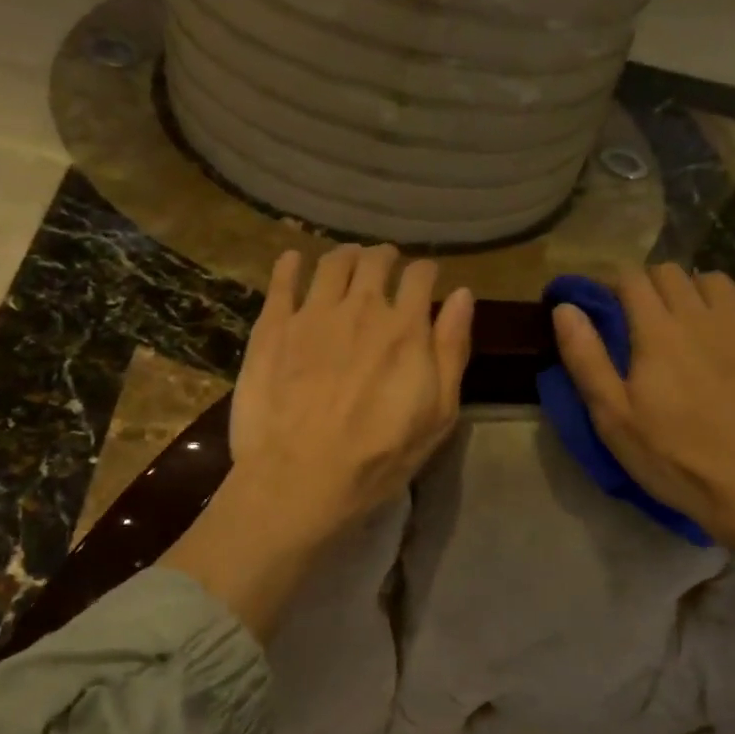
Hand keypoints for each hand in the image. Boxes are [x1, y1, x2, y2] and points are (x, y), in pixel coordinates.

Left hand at [231, 244, 473, 532]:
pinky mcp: (272, 327)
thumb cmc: (378, 457)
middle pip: (375, 261)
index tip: (425, 278)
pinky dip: (291, 264)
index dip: (426, 272)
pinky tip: (294, 261)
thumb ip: (452, 351)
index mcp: (405, 328)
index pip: (421, 276)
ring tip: (348, 262)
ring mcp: (312, 314)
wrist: (299, 478)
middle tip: (385, 265)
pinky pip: (281, 280)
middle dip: (385, 258)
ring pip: (332, 263)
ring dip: (346, 256)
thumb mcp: (437, 415)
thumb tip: (462, 296)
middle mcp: (360, 307)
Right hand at [552, 265, 734, 638]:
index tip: (601, 304)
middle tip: (637, 316)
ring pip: (713, 279)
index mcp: (657, 331)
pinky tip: (727, 320)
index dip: (611, 283)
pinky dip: (734, 298)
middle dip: (647, 284)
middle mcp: (701, 315)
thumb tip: (565, 308)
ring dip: (690, 288)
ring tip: (682, 317)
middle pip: (670, 272)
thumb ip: (586, 358)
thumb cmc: (673, 457)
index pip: (631, 279)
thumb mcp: (613, 418)